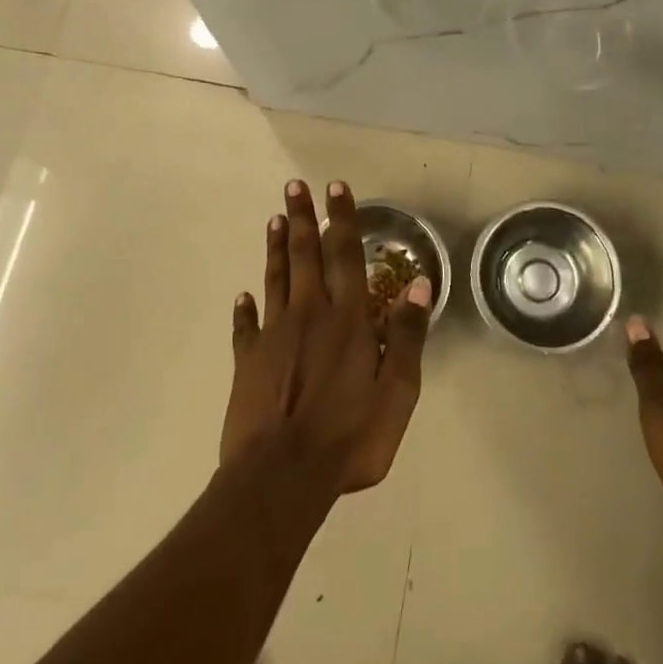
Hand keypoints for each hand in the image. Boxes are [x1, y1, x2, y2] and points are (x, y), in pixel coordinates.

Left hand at [220, 179, 432, 494]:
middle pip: (304, 256)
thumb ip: (407, 336)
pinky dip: (244, 309)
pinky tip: (242, 296)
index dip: (341, 219)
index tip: (334, 187)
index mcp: (347, 320)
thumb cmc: (349, 437)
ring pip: (275, 280)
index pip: (345, 255)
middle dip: (301, 218)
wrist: (282, 477)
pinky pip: (246, 328)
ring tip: (274, 219)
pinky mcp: (248, 361)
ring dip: (275, 249)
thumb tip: (419, 285)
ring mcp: (274, 336)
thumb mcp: (397, 393)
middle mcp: (309, 315)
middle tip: (294, 186)